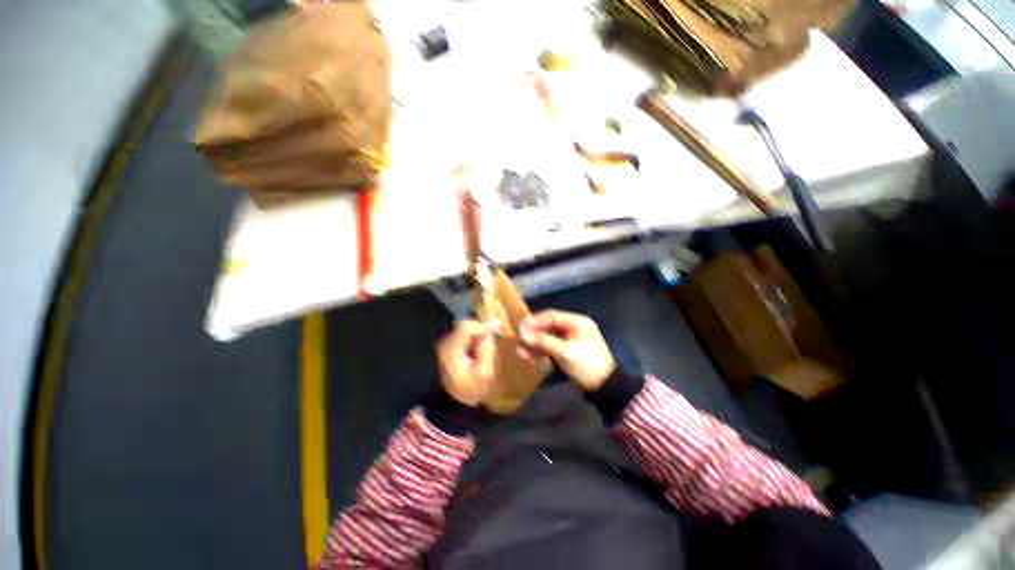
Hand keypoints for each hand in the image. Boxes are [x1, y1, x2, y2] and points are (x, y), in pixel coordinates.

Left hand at [436, 321, 495, 406]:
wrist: (453, 406)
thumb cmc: (470, 390)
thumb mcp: (484, 373)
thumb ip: (487, 350)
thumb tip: (488, 334)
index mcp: (451, 349)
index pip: (467, 327)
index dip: (482, 326)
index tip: (496, 330)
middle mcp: (445, 344)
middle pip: (465, 326)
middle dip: (480, 330)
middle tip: (493, 337)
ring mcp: (446, 347)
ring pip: (464, 331)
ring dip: (477, 334)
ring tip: (487, 343)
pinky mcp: (449, 350)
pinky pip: (463, 337)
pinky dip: (473, 339)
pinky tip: (479, 348)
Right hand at [518, 310, 615, 391]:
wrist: (606, 388)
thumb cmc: (586, 364)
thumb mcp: (564, 352)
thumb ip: (542, 341)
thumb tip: (522, 333)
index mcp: (577, 322)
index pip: (551, 316)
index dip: (534, 321)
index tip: (519, 327)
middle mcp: (574, 327)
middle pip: (549, 326)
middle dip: (533, 334)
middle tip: (518, 339)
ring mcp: (572, 340)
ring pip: (549, 338)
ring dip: (535, 344)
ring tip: (520, 352)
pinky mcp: (570, 352)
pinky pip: (552, 348)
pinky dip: (542, 352)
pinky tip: (529, 357)